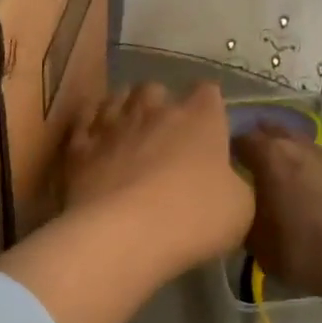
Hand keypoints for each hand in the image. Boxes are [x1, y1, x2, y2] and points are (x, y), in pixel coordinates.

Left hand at [62, 82, 253, 276]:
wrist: (122, 233)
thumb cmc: (192, 218)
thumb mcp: (241, 209)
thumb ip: (235, 183)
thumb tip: (227, 178)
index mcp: (199, 118)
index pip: (208, 92)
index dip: (210, 107)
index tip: (212, 127)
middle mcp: (154, 108)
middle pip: (157, 88)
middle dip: (161, 104)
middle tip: (165, 132)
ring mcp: (113, 122)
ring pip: (117, 97)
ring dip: (124, 109)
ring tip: (128, 130)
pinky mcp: (80, 144)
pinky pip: (85, 122)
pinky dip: (91, 128)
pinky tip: (94, 141)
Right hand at [233, 124, 321, 298]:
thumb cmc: (307, 252)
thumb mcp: (260, 247)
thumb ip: (247, 221)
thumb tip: (244, 213)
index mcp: (272, 158)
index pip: (242, 139)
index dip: (231, 149)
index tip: (227, 164)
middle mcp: (303, 148)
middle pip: (276, 131)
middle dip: (264, 142)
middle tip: (258, 165)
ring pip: (310, 149)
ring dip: (300, 160)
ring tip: (296, 185)